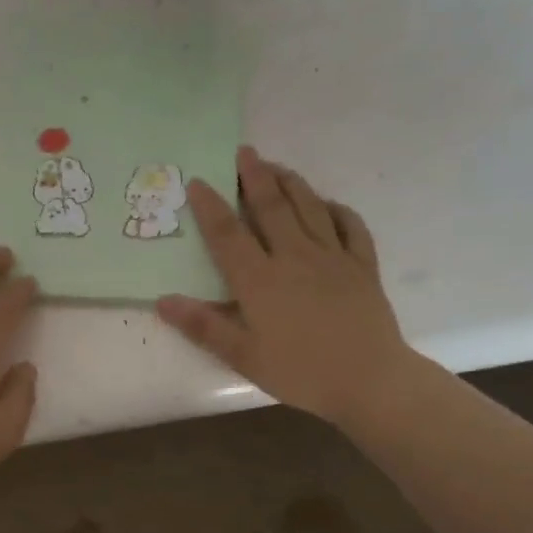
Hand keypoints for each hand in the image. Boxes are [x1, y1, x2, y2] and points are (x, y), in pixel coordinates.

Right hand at [157, 146, 413, 429]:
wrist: (369, 380)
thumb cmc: (301, 372)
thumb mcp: (243, 356)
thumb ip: (203, 326)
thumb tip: (163, 301)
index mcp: (261, 280)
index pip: (228, 234)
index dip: (210, 206)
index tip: (198, 181)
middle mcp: (295, 257)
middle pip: (271, 207)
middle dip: (254, 177)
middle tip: (244, 152)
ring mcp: (333, 257)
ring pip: (309, 208)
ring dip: (291, 182)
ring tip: (276, 166)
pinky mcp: (363, 265)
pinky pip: (351, 226)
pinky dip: (337, 209)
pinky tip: (328, 204)